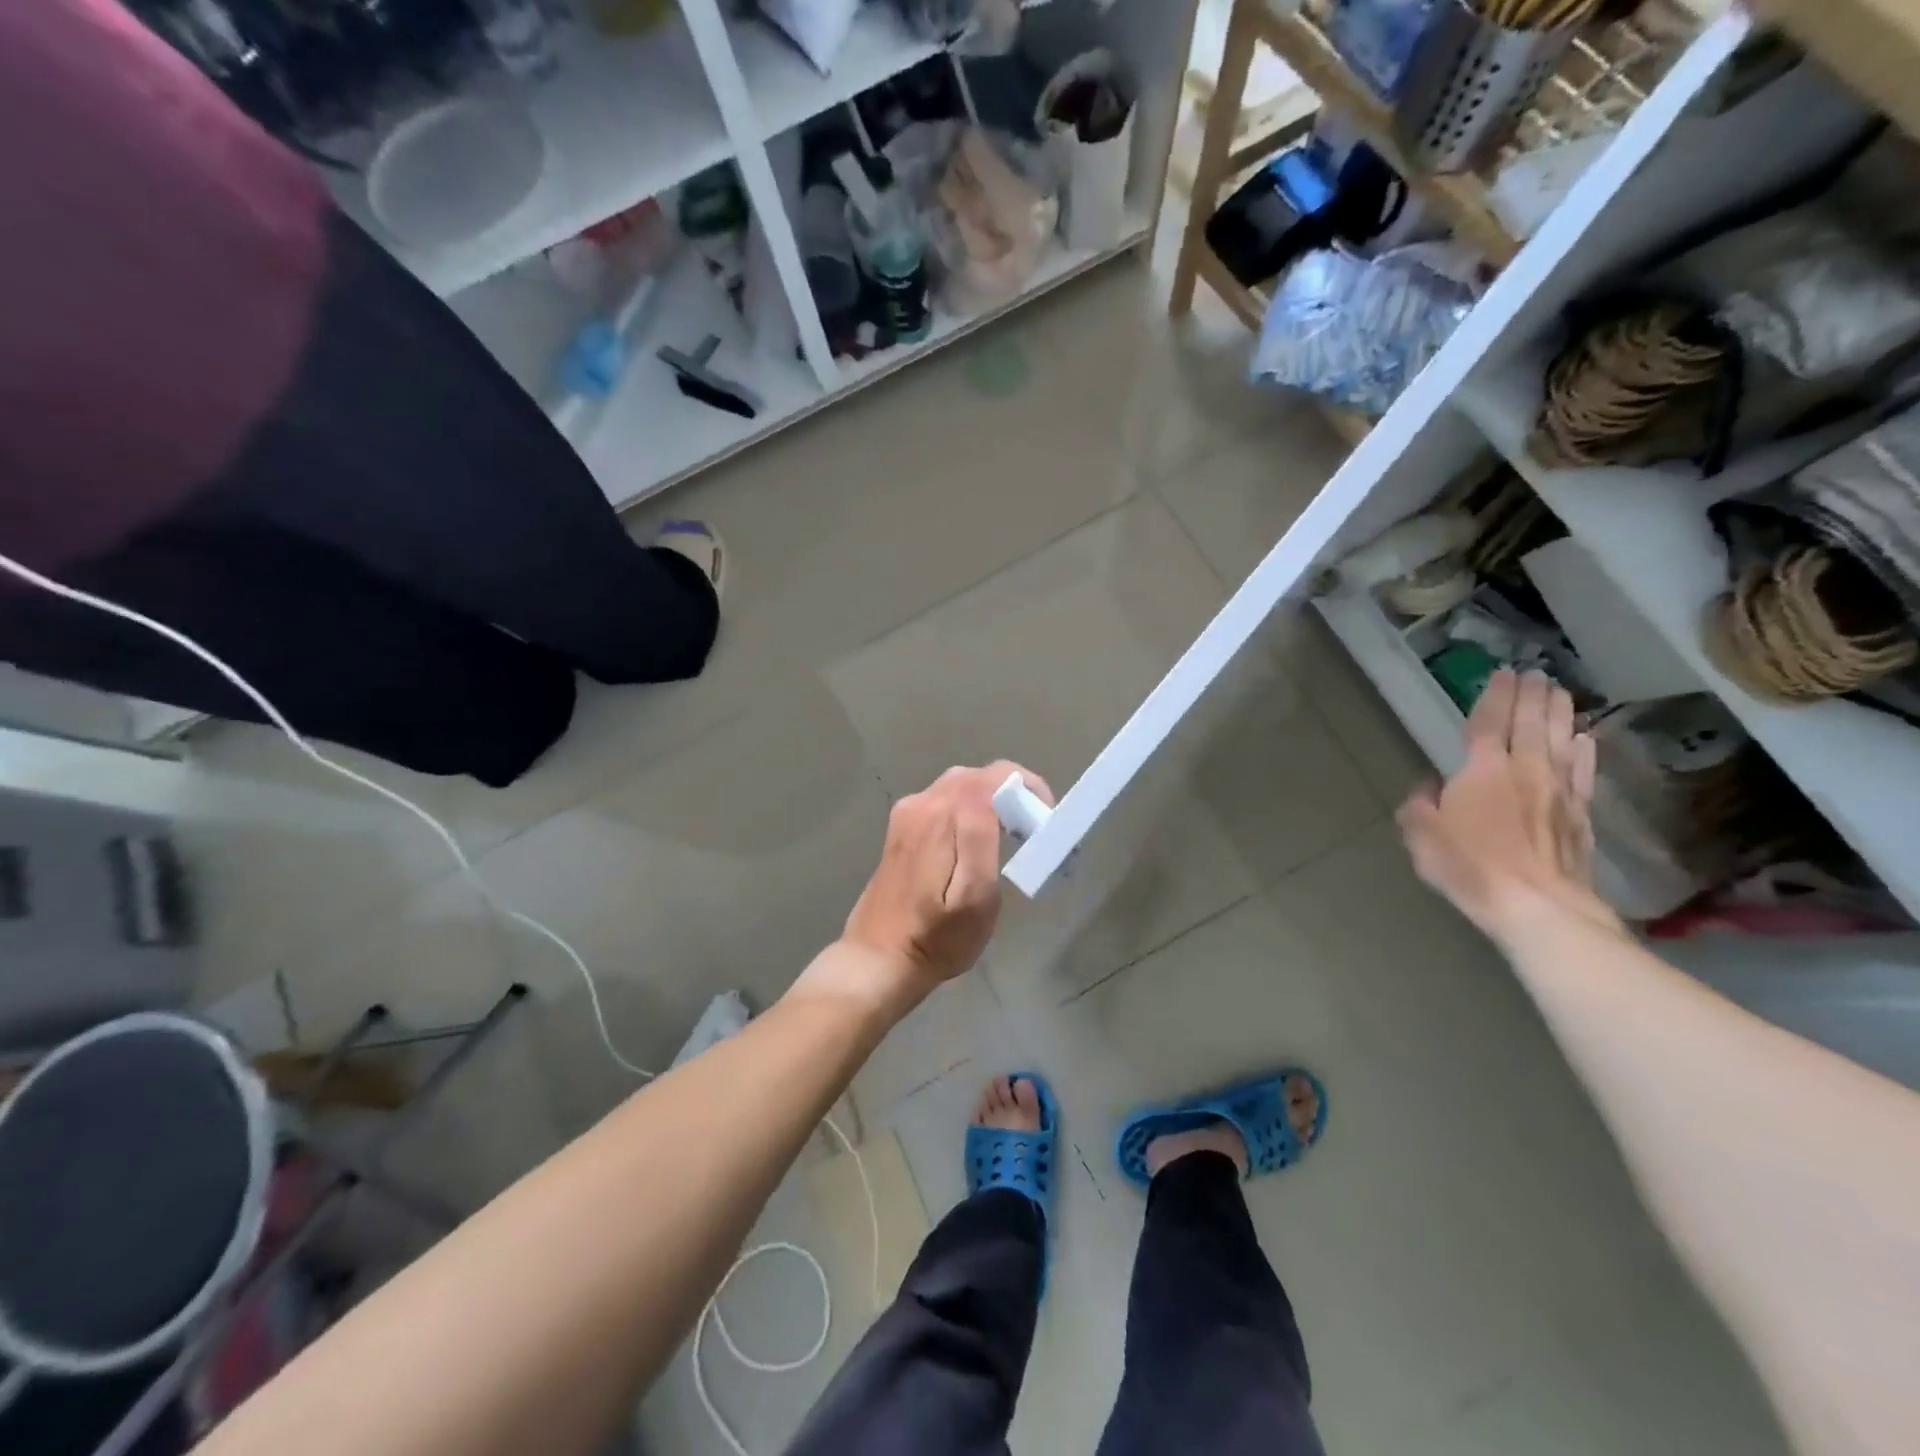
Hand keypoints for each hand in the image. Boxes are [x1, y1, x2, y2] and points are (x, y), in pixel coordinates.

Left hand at [841, 761, 1053, 989]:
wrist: (878, 960)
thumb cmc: (936, 937)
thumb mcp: (973, 896)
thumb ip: (982, 837)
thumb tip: (995, 792)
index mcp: (941, 814)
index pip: (996, 774)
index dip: (1028, 788)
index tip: (1043, 823)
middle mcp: (921, 803)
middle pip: (978, 777)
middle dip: (1011, 795)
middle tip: (1030, 835)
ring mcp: (907, 814)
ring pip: (961, 788)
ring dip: (990, 804)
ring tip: (1009, 841)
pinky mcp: (902, 829)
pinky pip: (944, 803)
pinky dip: (969, 813)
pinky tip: (974, 847)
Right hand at [1397, 670, 1619, 943]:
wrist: (1537, 905)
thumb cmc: (1469, 865)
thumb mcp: (1422, 834)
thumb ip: (1420, 804)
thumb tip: (1430, 788)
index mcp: (1483, 769)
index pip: (1489, 722)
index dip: (1495, 696)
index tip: (1503, 673)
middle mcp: (1526, 769)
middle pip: (1532, 723)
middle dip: (1532, 695)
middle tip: (1536, 673)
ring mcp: (1559, 791)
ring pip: (1562, 740)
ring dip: (1561, 713)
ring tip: (1561, 692)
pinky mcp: (1581, 814)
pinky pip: (1583, 773)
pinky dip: (1584, 752)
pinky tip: (1586, 739)